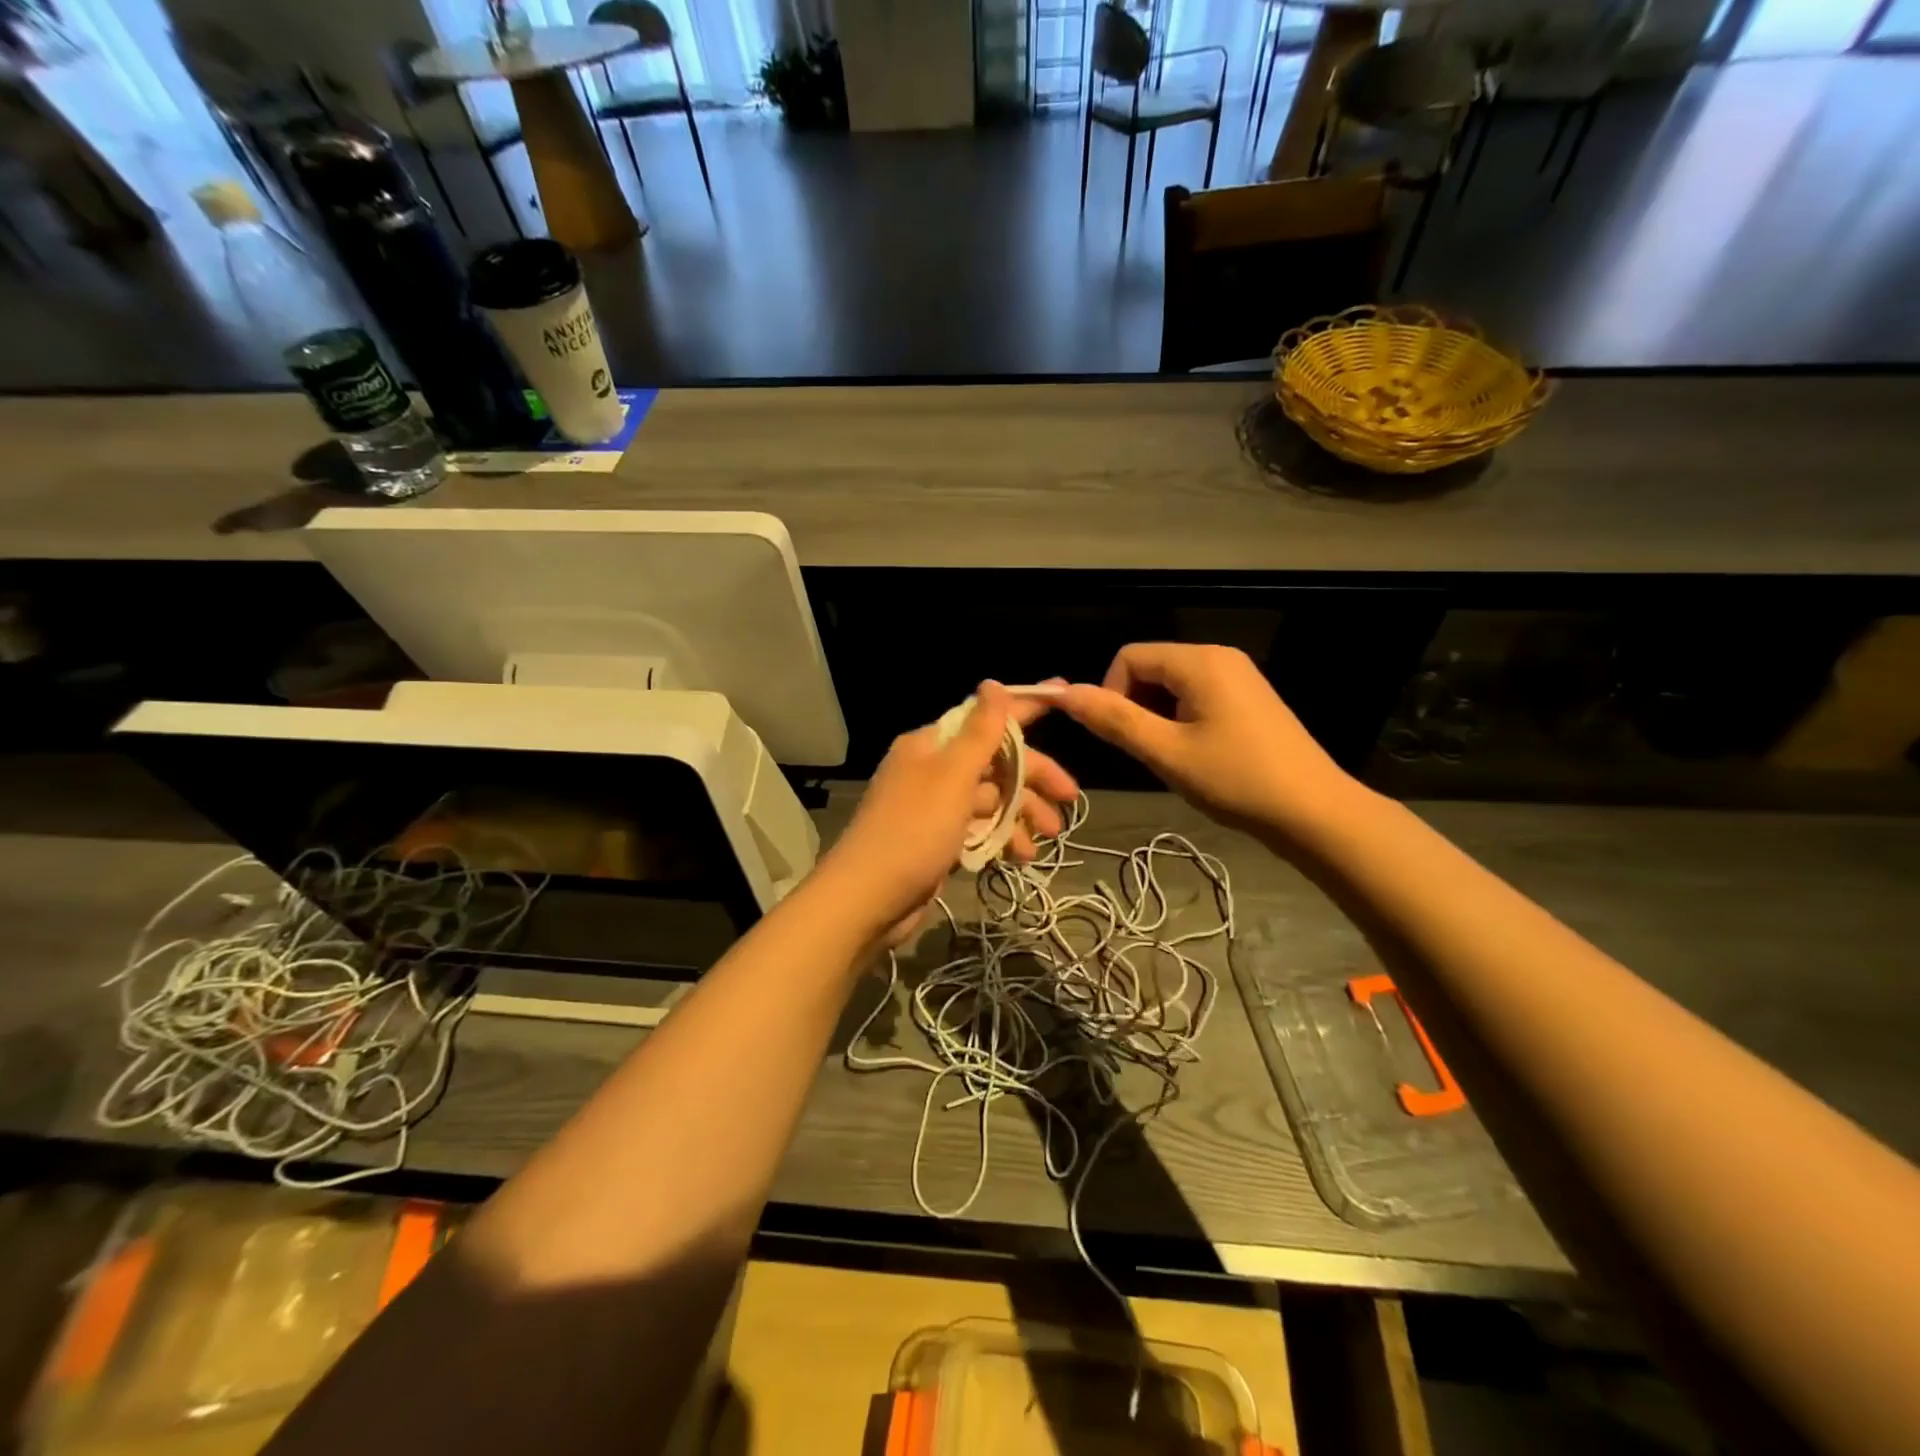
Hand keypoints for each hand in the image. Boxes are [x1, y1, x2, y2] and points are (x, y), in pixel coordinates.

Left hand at [818, 682, 1078, 945]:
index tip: (1065, 695)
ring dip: (1022, 813)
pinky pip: (980, 829)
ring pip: (991, 799)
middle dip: (1033, 778)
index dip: (1026, 708)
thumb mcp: (952, 777)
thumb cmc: (913, 831)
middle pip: (995, 762)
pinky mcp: (938, 841)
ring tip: (1049, 838)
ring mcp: (935, 808)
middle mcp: (932, 770)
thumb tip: (992, 684)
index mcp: (932, 745)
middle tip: (1070, 798)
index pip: (986, 717)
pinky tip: (1022, 855)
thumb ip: (979, 733)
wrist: (867, 900)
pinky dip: (1002, 838)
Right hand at [1059, 644, 1358, 838]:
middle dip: (1135, 706)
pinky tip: (1196, 755)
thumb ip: (1114, 720)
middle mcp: (1219, 657)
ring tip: (1173, 757)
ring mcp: (1239, 676)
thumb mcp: (1167, 753)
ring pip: (1172, 684)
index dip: (1110, 693)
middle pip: (1151, 667)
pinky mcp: (1249, 698)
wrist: (1314, 812)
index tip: (1121, 737)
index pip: (1129, 657)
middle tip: (1149, 752)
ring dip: (1157, 717)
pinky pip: (1196, 695)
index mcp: (1200, 661)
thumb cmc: (1237, 781)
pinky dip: (1181, 720)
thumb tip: (1064, 694)